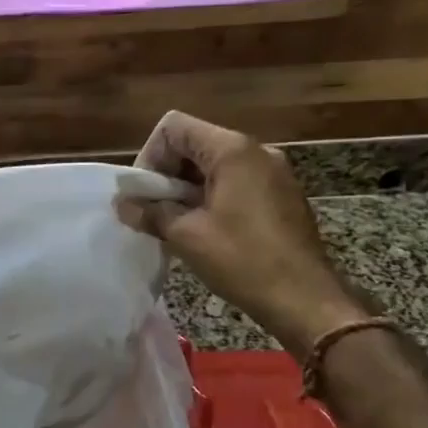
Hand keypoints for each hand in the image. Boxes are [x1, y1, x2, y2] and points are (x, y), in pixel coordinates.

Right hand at [120, 112, 367, 357]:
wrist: (305, 301)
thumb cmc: (243, 261)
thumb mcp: (186, 236)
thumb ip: (150, 212)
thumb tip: (122, 204)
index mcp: (233, 150)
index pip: (174, 127)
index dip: (150, 156)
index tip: (146, 194)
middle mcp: (256, 151)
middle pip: (194, 143)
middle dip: (167, 173)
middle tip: (154, 210)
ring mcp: (273, 172)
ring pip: (213, 164)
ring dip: (187, 187)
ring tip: (175, 223)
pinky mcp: (281, 195)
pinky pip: (235, 181)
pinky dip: (211, 196)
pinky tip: (204, 230)